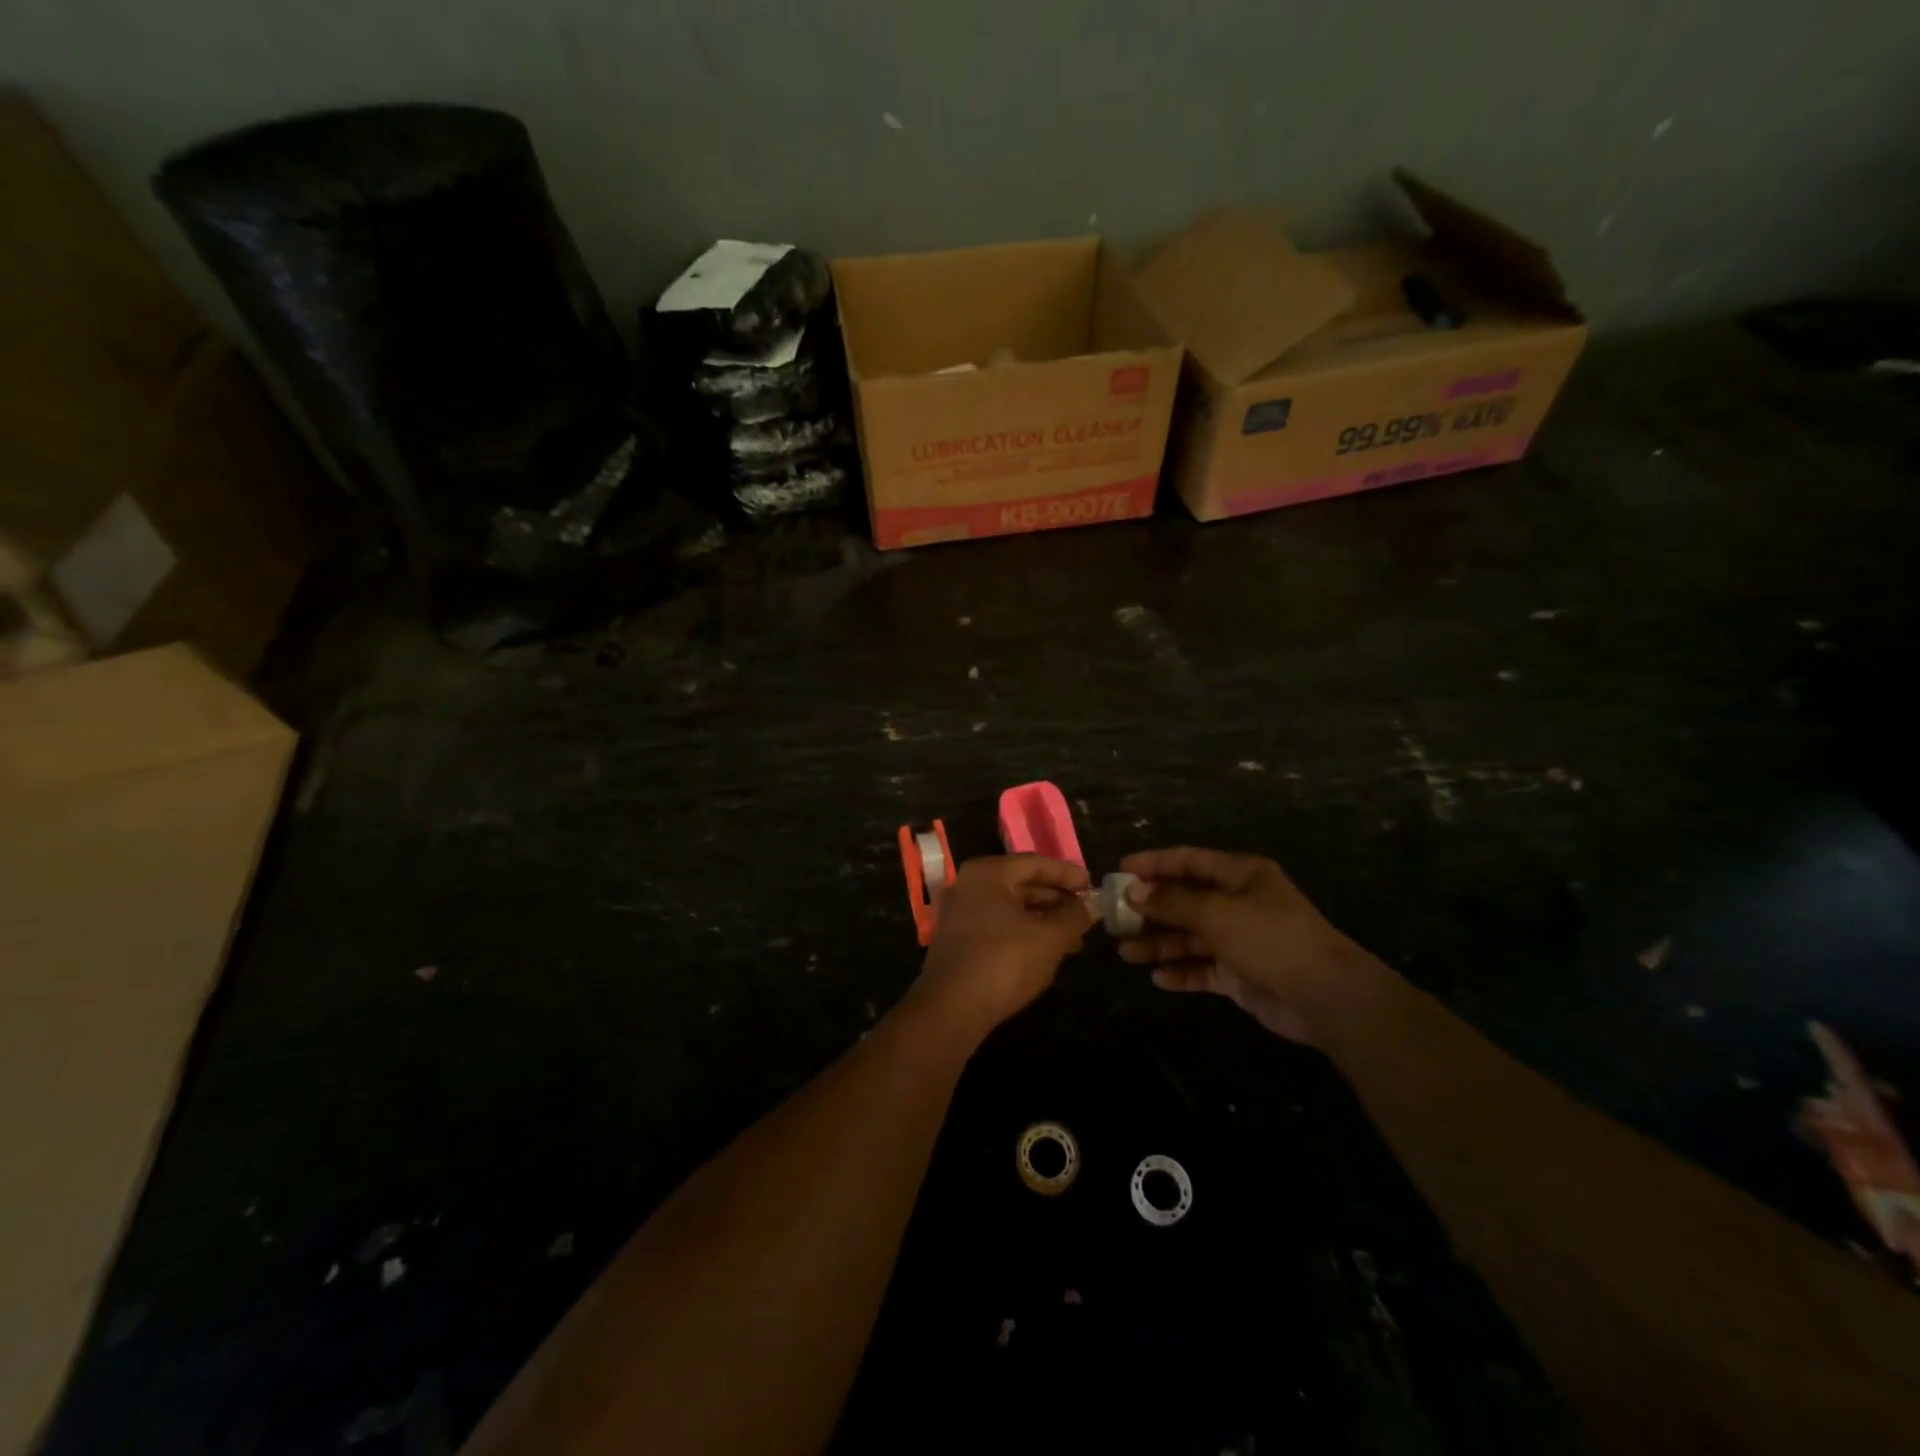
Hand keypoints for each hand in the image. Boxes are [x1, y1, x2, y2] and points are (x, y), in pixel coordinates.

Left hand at [907, 855, 1094, 1039]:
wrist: (952, 1009)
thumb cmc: (1004, 961)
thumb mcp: (1049, 938)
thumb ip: (1074, 917)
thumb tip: (1093, 904)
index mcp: (987, 873)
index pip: (1035, 863)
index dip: (1067, 874)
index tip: (1092, 887)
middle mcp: (969, 885)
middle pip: (1021, 884)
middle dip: (1056, 900)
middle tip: (1086, 914)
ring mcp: (959, 913)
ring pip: (1010, 908)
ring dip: (1043, 920)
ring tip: (1075, 938)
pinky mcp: (958, 940)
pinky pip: (998, 926)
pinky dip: (1024, 933)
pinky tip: (1047, 952)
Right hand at [1117, 847, 1375, 1044]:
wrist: (1325, 996)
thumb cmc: (1270, 938)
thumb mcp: (1216, 913)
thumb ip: (1172, 902)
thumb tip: (1134, 892)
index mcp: (1240, 875)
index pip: (1189, 861)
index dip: (1154, 863)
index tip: (1120, 870)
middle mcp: (1238, 903)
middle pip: (1185, 900)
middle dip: (1150, 909)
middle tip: (1114, 918)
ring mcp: (1239, 940)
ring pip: (1189, 937)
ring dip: (1159, 943)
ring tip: (1125, 952)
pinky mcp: (1239, 974)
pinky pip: (1202, 969)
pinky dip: (1181, 972)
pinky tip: (1158, 978)